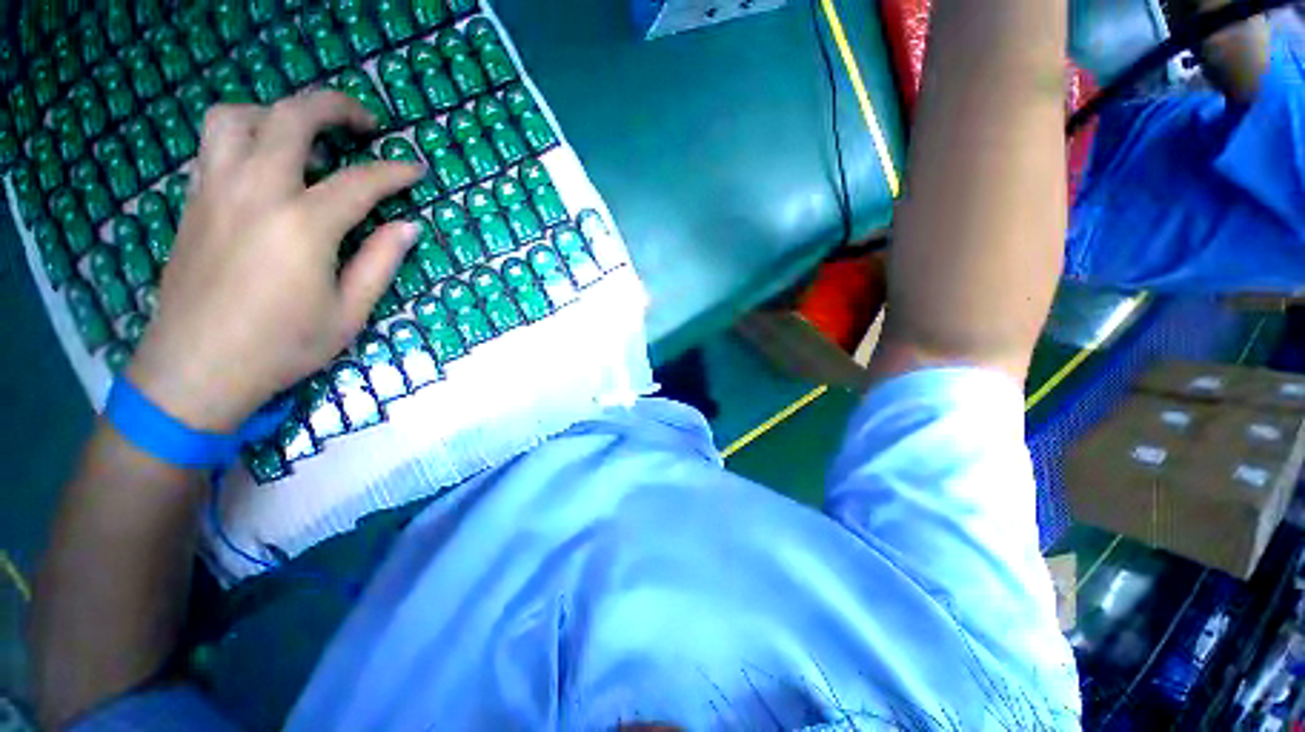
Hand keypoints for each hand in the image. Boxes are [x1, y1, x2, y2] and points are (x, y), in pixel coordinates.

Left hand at [127, 91, 423, 433]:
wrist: (194, 369)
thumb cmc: (281, 347)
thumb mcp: (349, 313)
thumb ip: (380, 263)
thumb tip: (408, 227)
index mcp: (302, 225)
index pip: (360, 181)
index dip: (395, 172)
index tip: (417, 170)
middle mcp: (255, 191)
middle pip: (292, 117)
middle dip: (335, 107)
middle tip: (366, 124)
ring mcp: (215, 190)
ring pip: (238, 116)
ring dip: (278, 113)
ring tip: (307, 138)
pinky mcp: (193, 201)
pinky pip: (215, 144)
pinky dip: (246, 135)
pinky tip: (268, 165)